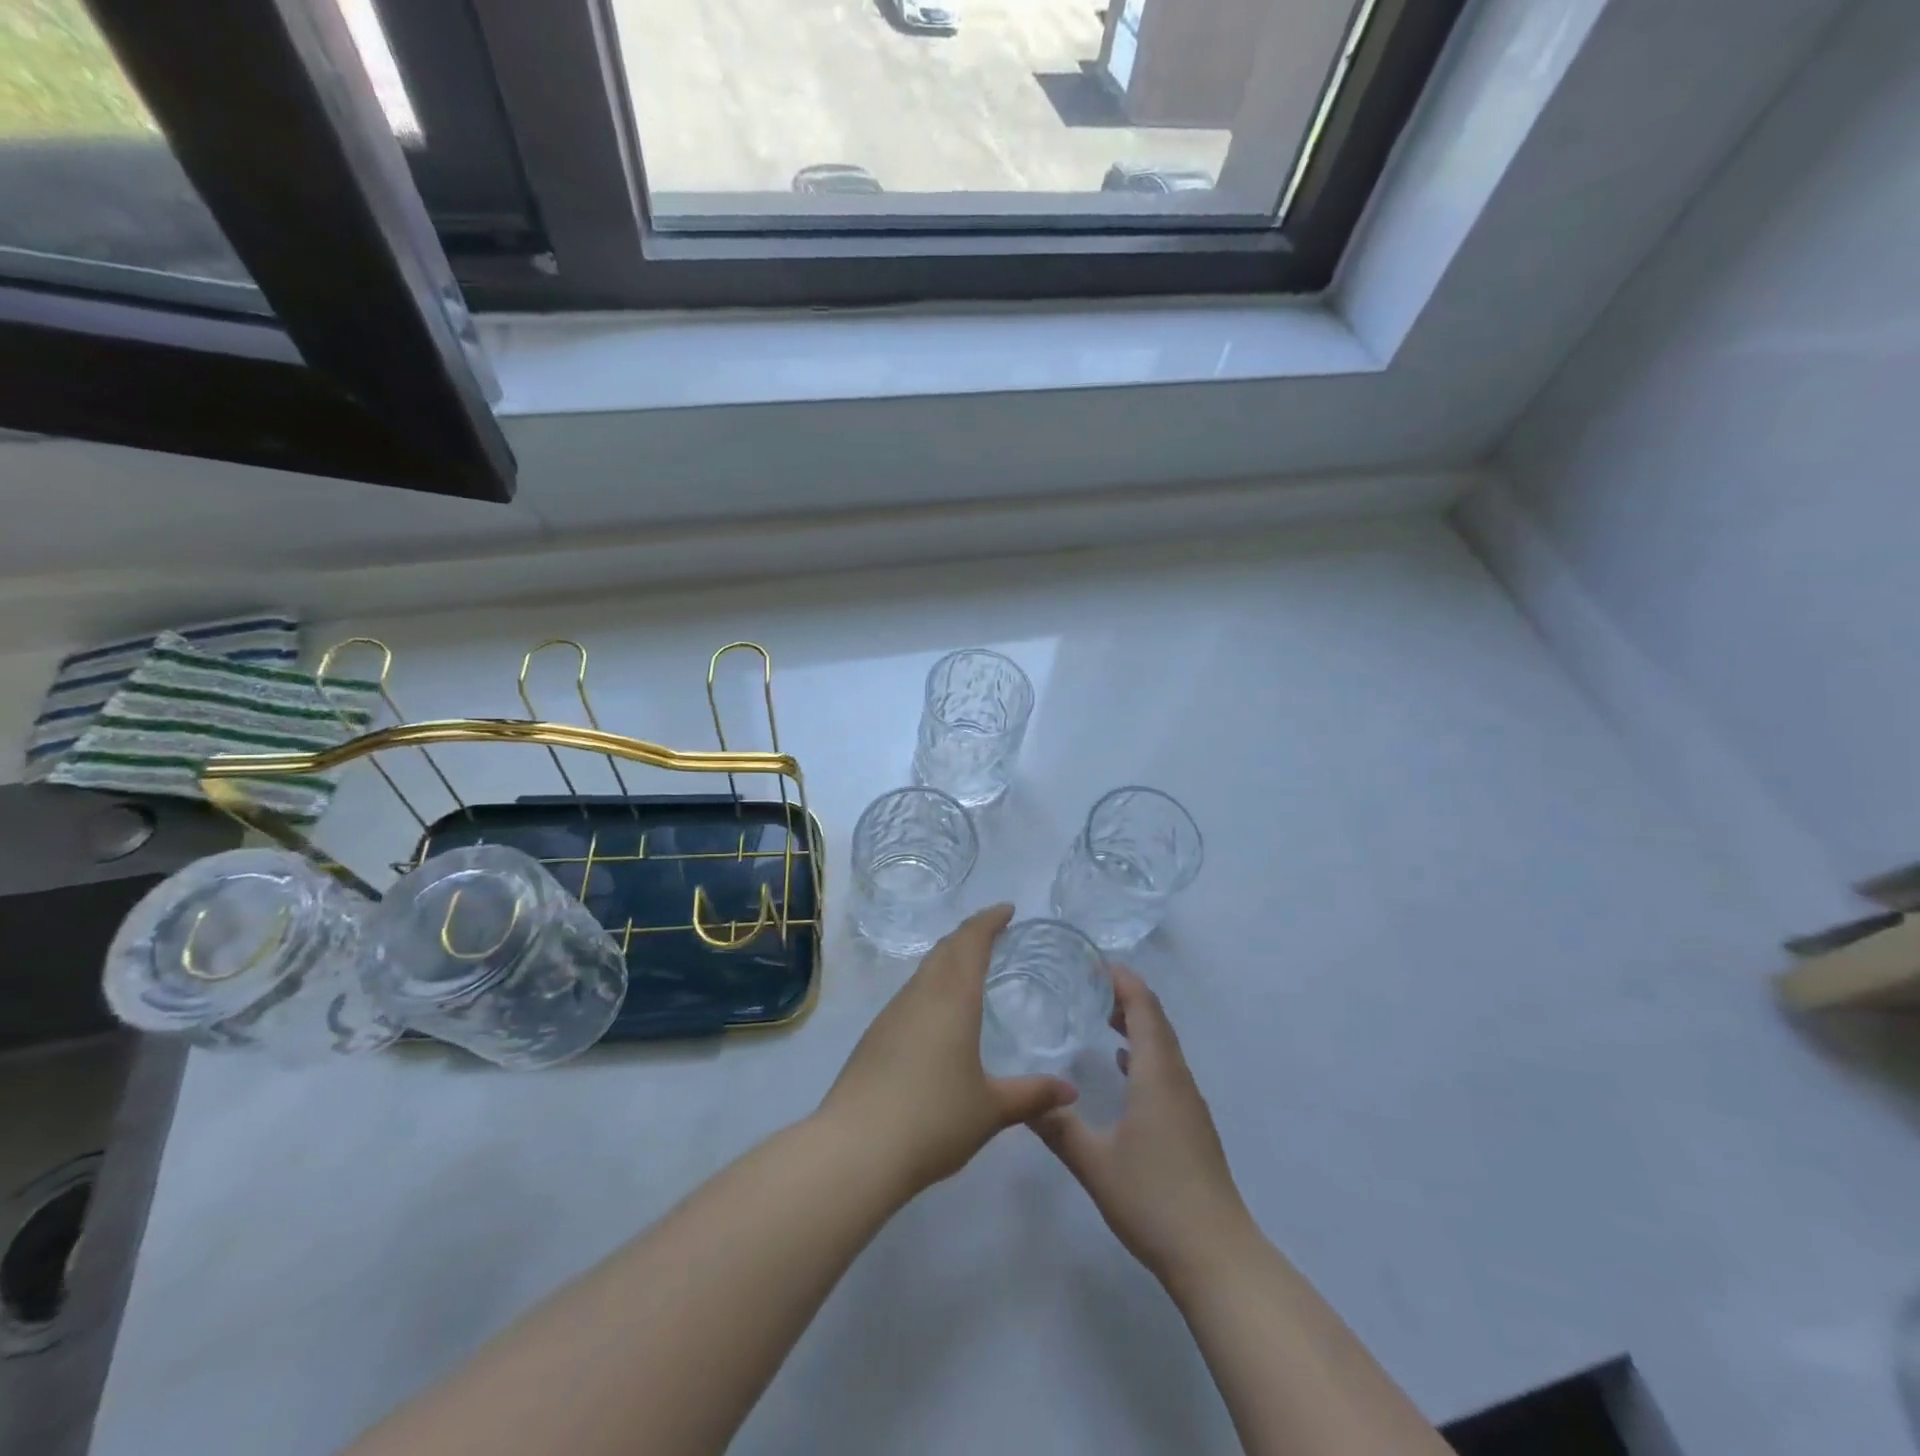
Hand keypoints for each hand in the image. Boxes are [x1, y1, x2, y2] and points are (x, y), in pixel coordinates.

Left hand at [820, 904, 1077, 1195]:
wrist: (856, 1148)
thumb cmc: (933, 1119)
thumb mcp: (990, 1109)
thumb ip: (1032, 1096)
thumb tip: (1070, 1091)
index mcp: (952, 999)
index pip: (971, 942)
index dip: (989, 920)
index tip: (1007, 909)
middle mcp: (920, 995)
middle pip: (945, 949)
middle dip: (969, 934)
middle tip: (992, 931)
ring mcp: (892, 1014)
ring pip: (924, 971)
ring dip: (948, 959)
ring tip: (969, 967)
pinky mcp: (874, 1036)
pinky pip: (910, 994)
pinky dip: (931, 985)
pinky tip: (937, 1013)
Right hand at [1033, 965, 1252, 1286]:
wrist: (1216, 1256)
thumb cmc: (1154, 1200)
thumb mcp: (1094, 1163)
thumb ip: (1057, 1127)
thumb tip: (1022, 1100)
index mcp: (1157, 1075)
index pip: (1144, 1008)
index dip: (1123, 980)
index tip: (1093, 962)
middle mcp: (1177, 1079)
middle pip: (1156, 1020)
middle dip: (1125, 995)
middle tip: (1086, 983)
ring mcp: (1188, 1103)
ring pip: (1162, 1045)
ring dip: (1135, 1023)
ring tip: (1099, 1014)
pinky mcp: (1191, 1124)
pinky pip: (1165, 1069)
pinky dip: (1142, 1052)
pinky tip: (1120, 1066)